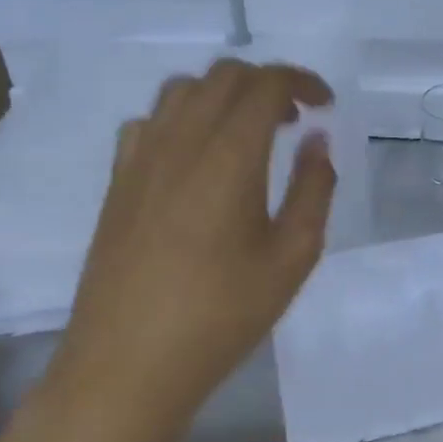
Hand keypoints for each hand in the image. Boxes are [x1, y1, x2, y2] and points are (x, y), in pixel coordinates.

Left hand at [46, 60, 336, 441]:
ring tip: (247, 132)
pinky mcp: (117, 181)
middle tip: (294, 119)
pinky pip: (149, 121)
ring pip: (183, 89)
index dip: (302, 81)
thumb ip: (313, 189)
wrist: (126, 367)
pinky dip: (182, 117)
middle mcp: (181, 142)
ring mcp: (141, 159)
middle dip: (267, 82)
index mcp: (229, 156)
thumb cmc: (221, 315)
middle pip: (224, 75)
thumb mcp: (292, 258)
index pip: (266, 84)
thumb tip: (316, 141)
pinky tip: (195, 156)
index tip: (325, 105)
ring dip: (223, 94)